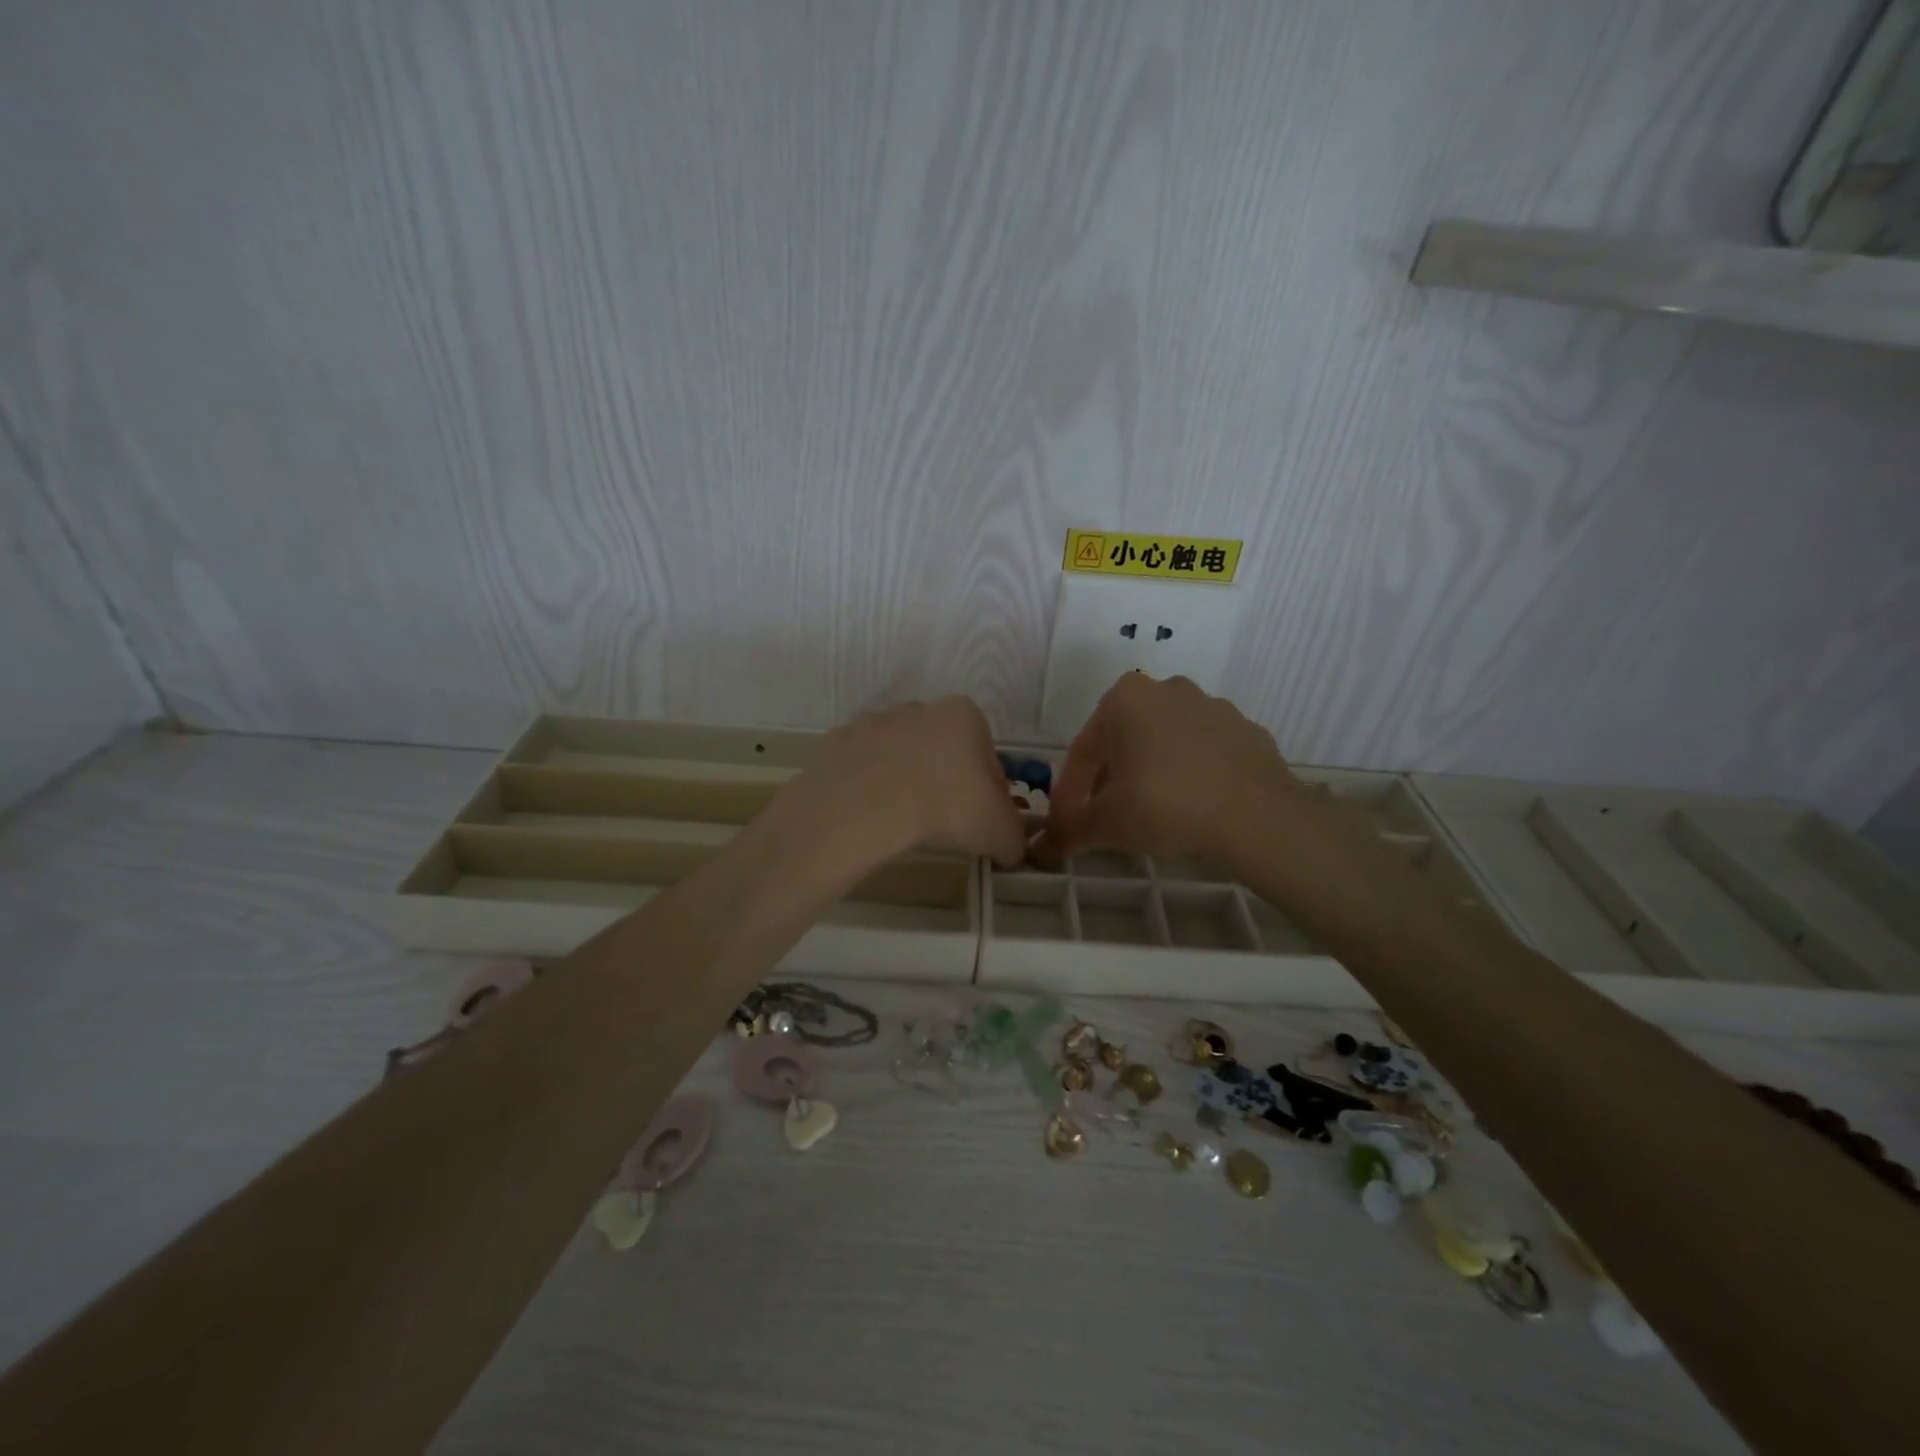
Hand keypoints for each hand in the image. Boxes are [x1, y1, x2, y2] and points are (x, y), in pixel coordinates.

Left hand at [785, 697, 1026, 867]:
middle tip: (942, 823)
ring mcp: (873, 722)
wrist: (866, 809)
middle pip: (942, 750)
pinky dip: (867, 787)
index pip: (986, 755)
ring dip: (904, 781)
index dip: (987, 791)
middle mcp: (919, 708)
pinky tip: (870, 815)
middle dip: (944, 781)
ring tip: (902, 821)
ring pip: (899, 755)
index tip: (978, 819)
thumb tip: (1011, 848)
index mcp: (963, 715)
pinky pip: (861, 767)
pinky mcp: (838, 742)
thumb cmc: (947, 808)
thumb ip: (1015, 837)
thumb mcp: (1001, 832)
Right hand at [1032, 674, 1303, 871]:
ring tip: (1151, 817)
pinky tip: (1193, 809)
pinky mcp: (1247, 731)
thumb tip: (1037, 851)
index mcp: (1125, 699)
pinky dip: (1191, 777)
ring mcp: (1213, 707)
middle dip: (1110, 780)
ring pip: (1165, 745)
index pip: (1083, 751)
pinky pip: (1205, 755)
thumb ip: (1068, 832)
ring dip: (1150, 775)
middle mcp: (1167, 690)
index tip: (1067, 826)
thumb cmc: (1166, 805)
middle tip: (1107, 819)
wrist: (1258, 817)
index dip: (1069, 794)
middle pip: (1124, 743)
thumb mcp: (1106, 823)